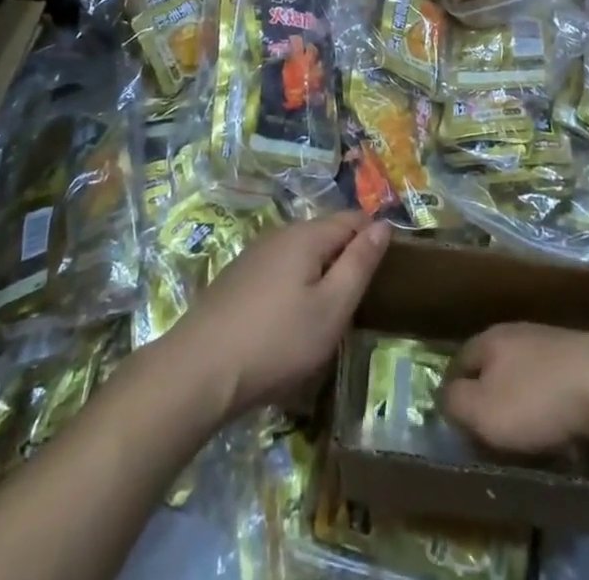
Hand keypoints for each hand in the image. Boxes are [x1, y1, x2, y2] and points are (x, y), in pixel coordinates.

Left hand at [165, 211, 389, 422]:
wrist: (199, 370)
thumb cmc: (277, 341)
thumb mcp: (332, 308)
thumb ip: (359, 264)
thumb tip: (382, 225)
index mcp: (307, 235)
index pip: (352, 219)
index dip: (374, 237)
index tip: (389, 269)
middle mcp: (280, 234)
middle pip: (325, 233)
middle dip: (346, 256)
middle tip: (361, 298)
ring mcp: (255, 254)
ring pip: (300, 253)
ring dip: (320, 272)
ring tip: (329, 312)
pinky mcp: (237, 278)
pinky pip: (279, 269)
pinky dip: (295, 284)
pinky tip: (290, 319)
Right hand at [441, 324, 588, 455]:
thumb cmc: (536, 399)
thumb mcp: (484, 410)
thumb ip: (458, 402)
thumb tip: (446, 395)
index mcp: (490, 339)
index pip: (460, 360)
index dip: (453, 388)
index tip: (454, 417)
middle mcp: (517, 332)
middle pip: (493, 361)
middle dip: (488, 388)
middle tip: (488, 423)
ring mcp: (551, 340)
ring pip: (525, 367)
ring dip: (521, 392)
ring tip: (523, 424)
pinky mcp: (581, 356)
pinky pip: (553, 378)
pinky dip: (549, 396)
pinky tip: (558, 417)